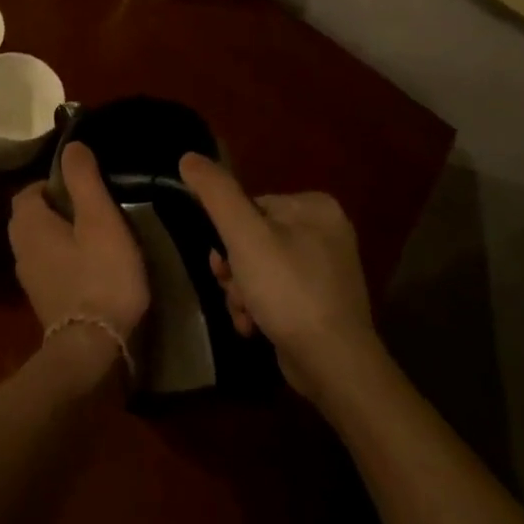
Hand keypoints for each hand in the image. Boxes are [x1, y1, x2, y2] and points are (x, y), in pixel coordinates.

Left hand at [9, 143, 149, 344]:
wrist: (93, 349)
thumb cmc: (100, 276)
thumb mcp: (100, 220)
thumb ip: (84, 180)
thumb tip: (72, 146)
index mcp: (29, 224)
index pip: (30, 190)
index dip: (54, 182)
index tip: (84, 186)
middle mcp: (20, 249)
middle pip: (33, 216)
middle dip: (59, 208)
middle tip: (94, 208)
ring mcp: (30, 279)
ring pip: (41, 243)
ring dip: (63, 235)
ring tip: (97, 235)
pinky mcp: (45, 301)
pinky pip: (50, 267)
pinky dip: (66, 260)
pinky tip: (93, 267)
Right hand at [179, 153, 376, 402]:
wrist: (334, 366)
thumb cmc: (288, 291)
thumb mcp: (244, 236)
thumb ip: (216, 193)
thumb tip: (188, 157)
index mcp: (315, 207)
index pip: (252, 206)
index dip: (229, 234)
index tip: (223, 261)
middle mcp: (327, 232)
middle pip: (254, 238)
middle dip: (235, 268)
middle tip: (232, 289)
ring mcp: (327, 270)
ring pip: (261, 268)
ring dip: (242, 291)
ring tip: (244, 314)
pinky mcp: (322, 303)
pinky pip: (277, 293)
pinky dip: (260, 308)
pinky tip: (254, 327)